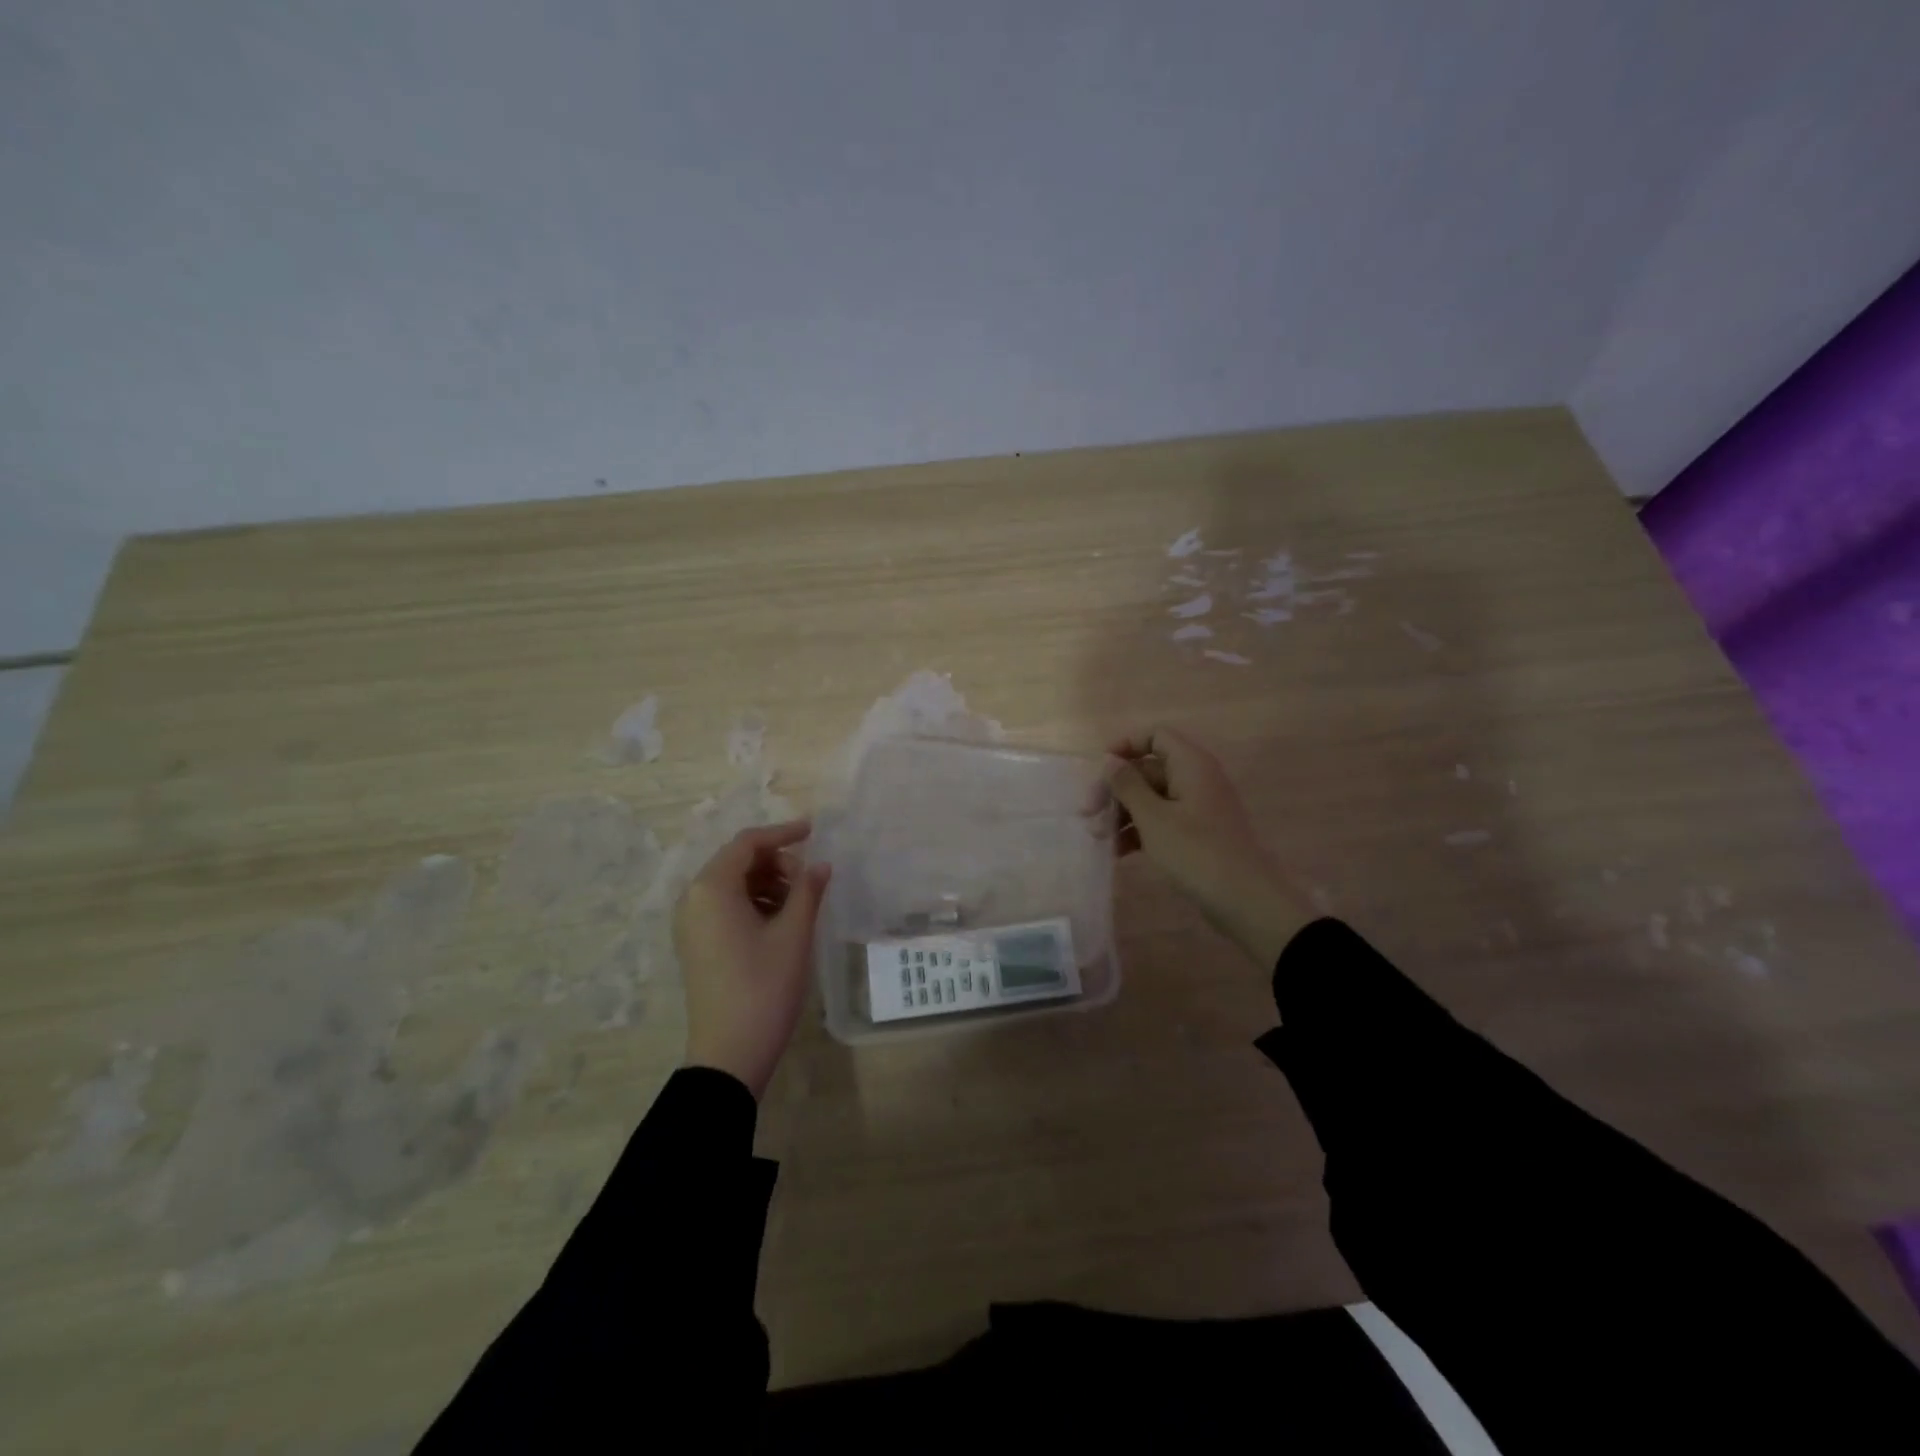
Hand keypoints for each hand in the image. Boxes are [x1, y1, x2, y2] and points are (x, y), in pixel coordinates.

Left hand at [674, 820, 831, 1099]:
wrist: (730, 1053)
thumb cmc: (764, 986)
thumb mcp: (794, 934)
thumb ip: (808, 890)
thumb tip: (821, 864)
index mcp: (712, 888)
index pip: (748, 843)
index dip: (782, 833)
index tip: (813, 832)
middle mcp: (693, 899)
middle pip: (737, 861)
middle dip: (776, 862)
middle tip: (809, 879)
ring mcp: (690, 924)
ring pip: (732, 885)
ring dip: (767, 883)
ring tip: (800, 902)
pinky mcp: (695, 944)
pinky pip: (724, 907)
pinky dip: (753, 903)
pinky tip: (781, 921)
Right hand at [1104, 726, 1311, 967]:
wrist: (1244, 900)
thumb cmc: (1195, 852)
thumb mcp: (1153, 818)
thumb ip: (1127, 785)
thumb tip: (1109, 760)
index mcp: (1191, 765)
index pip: (1155, 736)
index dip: (1125, 746)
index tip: (1100, 771)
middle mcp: (1196, 779)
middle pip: (1147, 770)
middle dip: (1116, 791)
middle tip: (1088, 815)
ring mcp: (1197, 808)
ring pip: (1151, 798)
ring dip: (1123, 814)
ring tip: (1100, 839)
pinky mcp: (1196, 834)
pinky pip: (1162, 821)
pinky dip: (1139, 831)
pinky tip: (1118, 852)